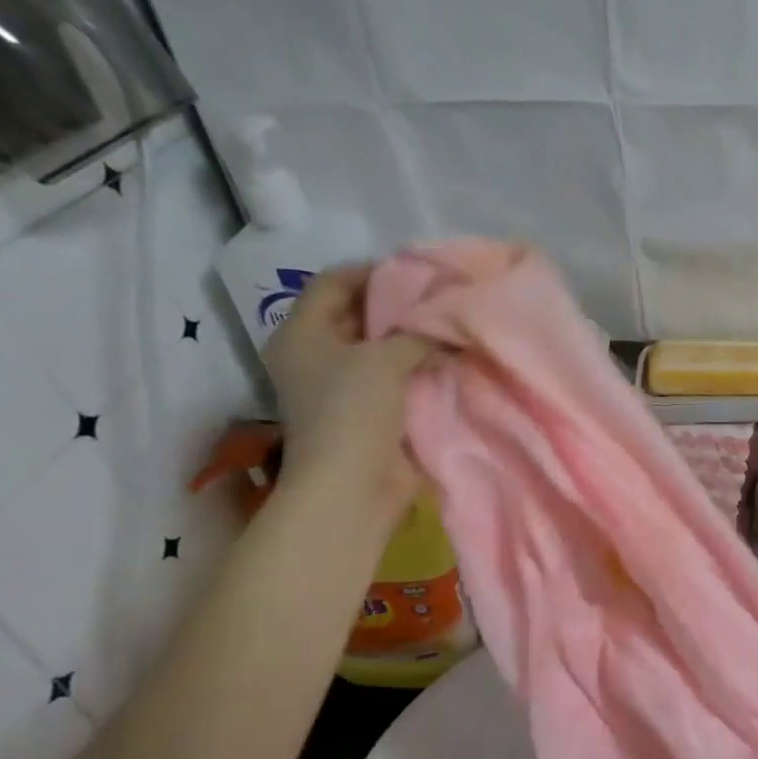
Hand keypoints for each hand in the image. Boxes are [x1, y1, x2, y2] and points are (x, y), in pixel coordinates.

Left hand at [263, 265, 438, 519]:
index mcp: (303, 333)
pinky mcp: (373, 411)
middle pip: (361, 313)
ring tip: (454, 325)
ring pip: (384, 347)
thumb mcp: (385, 358)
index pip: (335, 282)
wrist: (355, 486)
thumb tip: (450, 321)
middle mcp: (319, 354)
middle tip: (444, 297)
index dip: (375, 271)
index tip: (420, 273)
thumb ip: (418, 332)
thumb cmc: (354, 412)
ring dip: (416, 338)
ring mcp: (346, 385)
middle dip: (402, 305)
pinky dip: (422, 367)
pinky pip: (400, 377)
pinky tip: (453, 358)